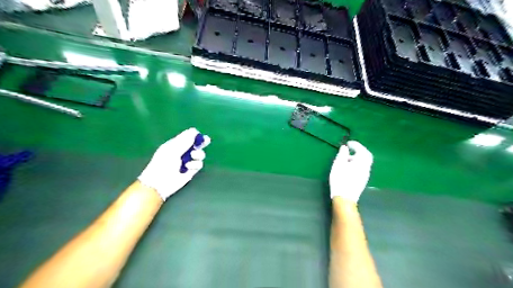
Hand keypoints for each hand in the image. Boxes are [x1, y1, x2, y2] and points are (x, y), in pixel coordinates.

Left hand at [137, 128, 210, 200]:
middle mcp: (183, 152)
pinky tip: (188, 167)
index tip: (200, 135)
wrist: (160, 183)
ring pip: (200, 154)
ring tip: (192, 156)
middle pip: (196, 144)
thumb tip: (195, 131)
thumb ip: (185, 141)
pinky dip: (195, 164)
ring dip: (198, 154)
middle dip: (201, 143)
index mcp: (176, 144)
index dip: (195, 135)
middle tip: (207, 140)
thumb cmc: (163, 164)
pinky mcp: (192, 170)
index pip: (188, 136)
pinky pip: (199, 164)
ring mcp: (188, 161)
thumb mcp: (173, 150)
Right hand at [329, 141, 372, 201]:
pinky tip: (348, 168)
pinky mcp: (362, 181)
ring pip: (364, 163)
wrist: (344, 198)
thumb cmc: (341, 179)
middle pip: (366, 157)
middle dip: (359, 151)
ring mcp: (365, 175)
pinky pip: (361, 168)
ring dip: (357, 158)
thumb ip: (342, 154)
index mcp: (362, 163)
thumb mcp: (339, 164)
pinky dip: (356, 164)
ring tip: (346, 159)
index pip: (362, 150)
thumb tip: (345, 147)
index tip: (348, 143)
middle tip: (350, 149)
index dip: (356, 145)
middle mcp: (366, 168)